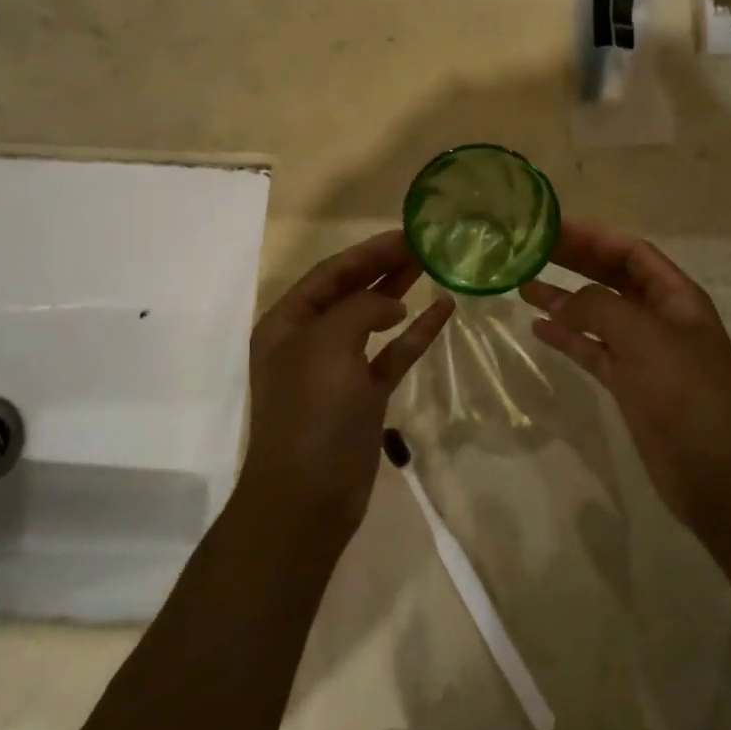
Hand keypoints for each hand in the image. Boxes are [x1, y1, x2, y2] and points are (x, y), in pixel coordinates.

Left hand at [242, 231, 453, 541]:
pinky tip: (443, 311)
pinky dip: (416, 334)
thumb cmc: (310, 411)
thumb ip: (361, 309)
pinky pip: (393, 354)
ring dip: (400, 292)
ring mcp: (339, 367)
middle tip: (423, 243)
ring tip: (432, 264)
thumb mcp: (328, 344)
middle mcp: (310, 339)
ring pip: (374, 319)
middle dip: (385, 266)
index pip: (330, 273)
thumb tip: (391, 305)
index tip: (405, 233)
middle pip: (352, 291)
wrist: (308, 495)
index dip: (367, 251)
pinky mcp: (365, 394)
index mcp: (288, 323)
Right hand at [520, 221, 730, 529]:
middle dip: (576, 263)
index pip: (632, 253)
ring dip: (565, 300)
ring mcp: (645, 353)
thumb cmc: (684, 393)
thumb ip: (598, 308)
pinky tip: (539, 329)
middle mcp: (661, 318)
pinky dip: (568, 338)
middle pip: (613, 278)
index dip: (594, 238)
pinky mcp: (629, 384)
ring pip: (599, 315)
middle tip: (533, 251)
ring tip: (524, 287)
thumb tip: (562, 302)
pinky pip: (593, 350)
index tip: (553, 229)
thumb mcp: (643, 337)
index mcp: (676, 297)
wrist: (713, 472)